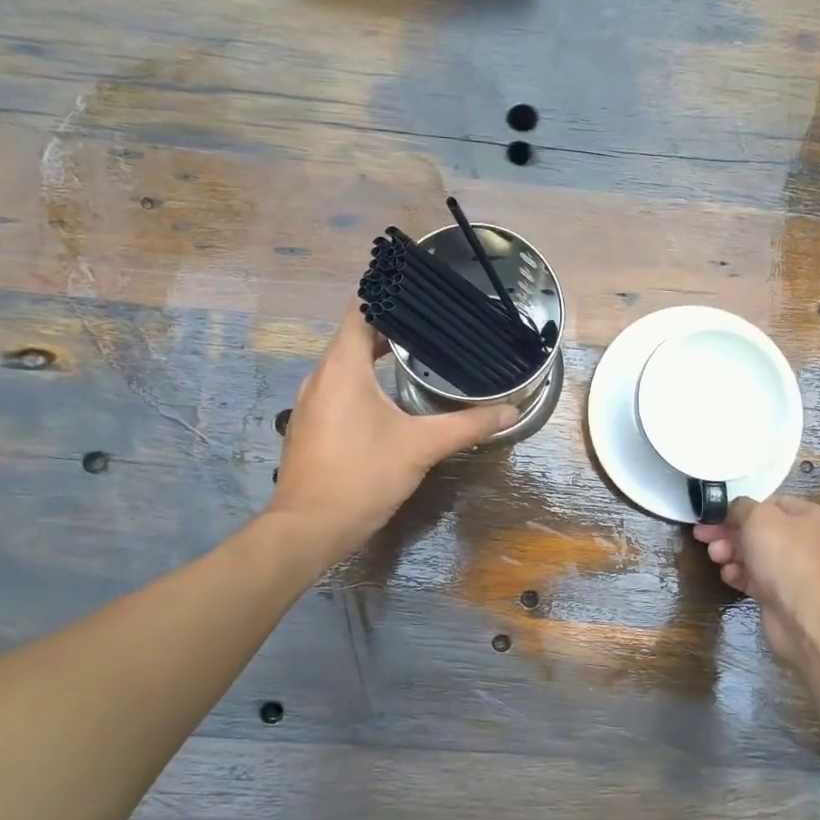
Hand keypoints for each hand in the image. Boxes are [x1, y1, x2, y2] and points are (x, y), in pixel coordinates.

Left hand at [269, 308, 516, 562]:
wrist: (309, 529)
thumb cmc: (363, 476)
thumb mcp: (421, 447)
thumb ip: (467, 425)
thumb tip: (510, 412)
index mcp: (341, 367)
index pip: (359, 311)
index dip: (387, 296)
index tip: (420, 291)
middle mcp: (320, 377)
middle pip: (353, 335)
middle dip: (389, 327)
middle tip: (432, 323)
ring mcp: (310, 402)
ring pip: (343, 363)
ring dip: (374, 354)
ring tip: (416, 354)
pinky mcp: (309, 425)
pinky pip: (337, 387)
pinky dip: (361, 380)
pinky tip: (388, 397)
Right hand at [694, 495, 819, 668]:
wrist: (804, 616)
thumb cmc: (784, 556)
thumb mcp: (758, 517)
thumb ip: (741, 506)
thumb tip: (735, 510)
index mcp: (811, 517)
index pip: (772, 503)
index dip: (742, 507)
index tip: (715, 513)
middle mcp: (807, 542)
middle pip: (760, 531)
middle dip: (730, 532)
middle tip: (703, 535)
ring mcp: (796, 571)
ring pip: (756, 556)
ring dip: (731, 553)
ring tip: (715, 557)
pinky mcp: (783, 596)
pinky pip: (757, 579)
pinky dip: (740, 575)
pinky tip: (728, 576)